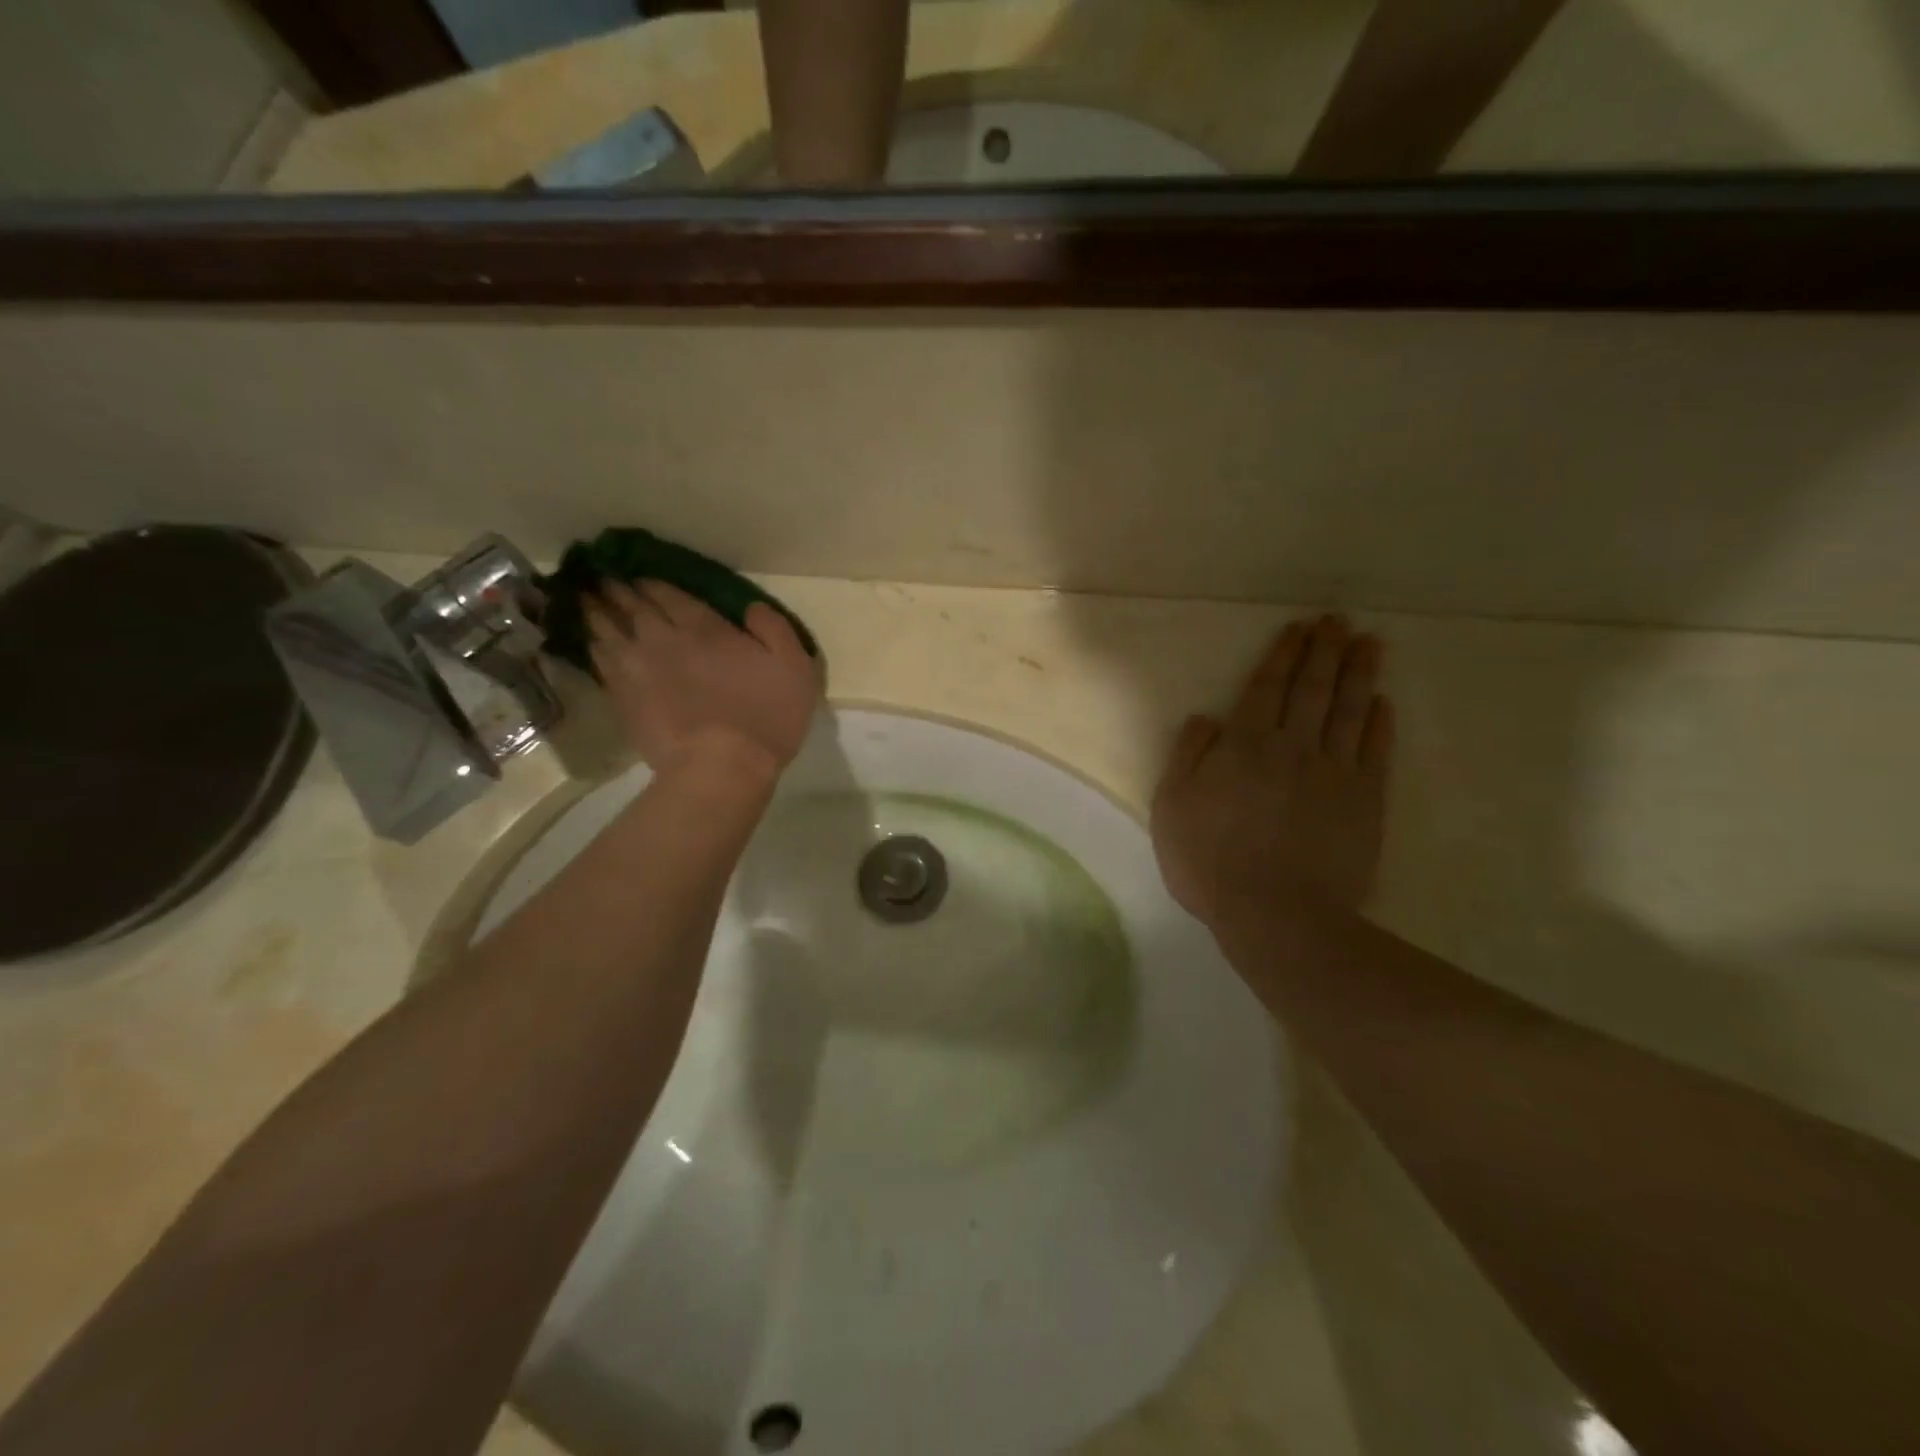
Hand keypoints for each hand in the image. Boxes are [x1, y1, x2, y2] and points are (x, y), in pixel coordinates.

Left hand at [586, 581, 820, 783]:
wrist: (721, 768)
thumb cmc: (766, 717)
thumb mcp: (795, 668)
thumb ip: (774, 629)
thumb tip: (751, 607)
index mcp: (706, 629)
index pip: (672, 595)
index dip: (653, 583)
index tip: (639, 574)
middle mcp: (665, 639)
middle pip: (634, 606)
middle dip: (618, 590)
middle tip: (603, 578)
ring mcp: (638, 669)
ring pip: (609, 630)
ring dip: (596, 612)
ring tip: (586, 600)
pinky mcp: (624, 699)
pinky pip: (601, 663)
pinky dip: (593, 647)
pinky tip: (590, 643)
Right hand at [1151, 615, 1392, 928]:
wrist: (1276, 914)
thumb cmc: (1210, 861)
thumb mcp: (1172, 807)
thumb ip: (1188, 756)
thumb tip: (1206, 718)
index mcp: (1245, 745)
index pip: (1267, 688)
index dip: (1283, 655)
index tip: (1299, 627)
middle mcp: (1293, 746)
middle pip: (1312, 689)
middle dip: (1324, 651)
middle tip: (1338, 620)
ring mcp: (1334, 771)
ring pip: (1348, 710)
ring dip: (1359, 673)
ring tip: (1369, 643)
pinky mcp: (1364, 800)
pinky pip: (1374, 751)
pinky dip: (1379, 723)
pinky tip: (1383, 702)